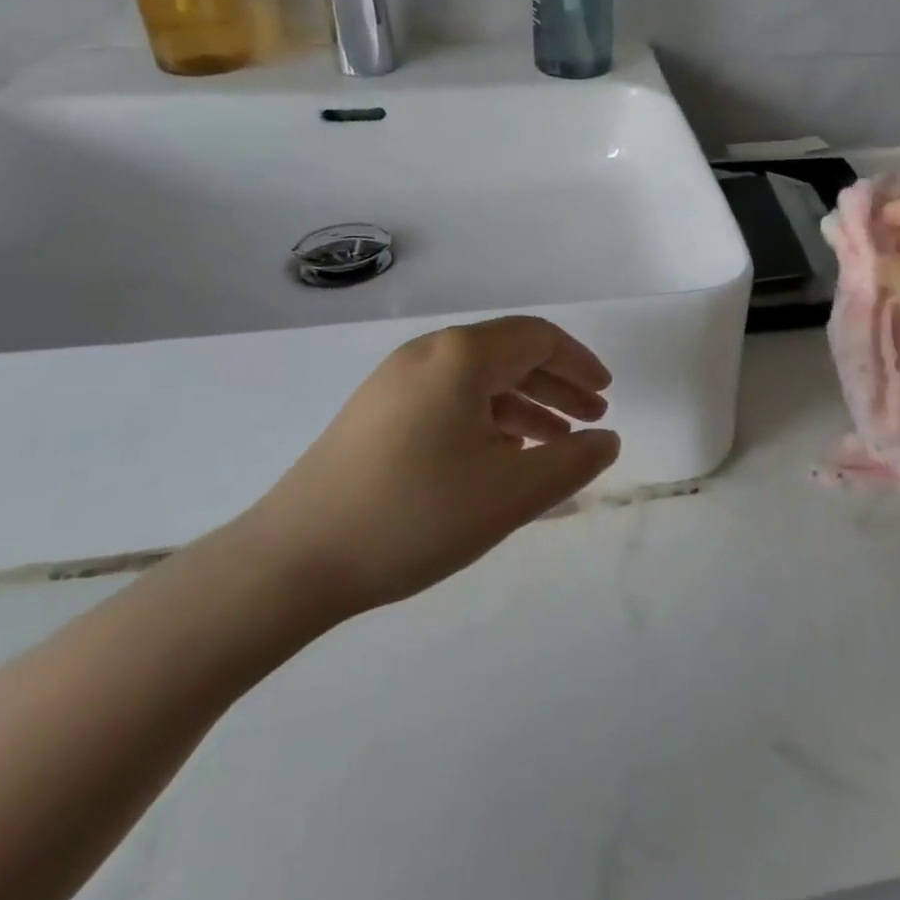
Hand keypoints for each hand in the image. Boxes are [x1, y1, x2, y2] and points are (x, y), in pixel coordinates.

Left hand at [238, 317, 619, 622]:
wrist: (292, 561)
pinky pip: (448, 400)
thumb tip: (607, 440)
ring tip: (552, 445)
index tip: (606, 394)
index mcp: (462, 356)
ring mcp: (394, 383)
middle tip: (590, 421)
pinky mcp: (374, 414)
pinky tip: (499, 459)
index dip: (580, 363)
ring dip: (523, 407)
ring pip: (478, 381)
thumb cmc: (415, 515)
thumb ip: (573, 461)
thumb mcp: (511, 493)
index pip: (538, 338)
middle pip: (509, 355)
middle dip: (556, 386)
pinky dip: (486, 420)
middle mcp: (428, 354)